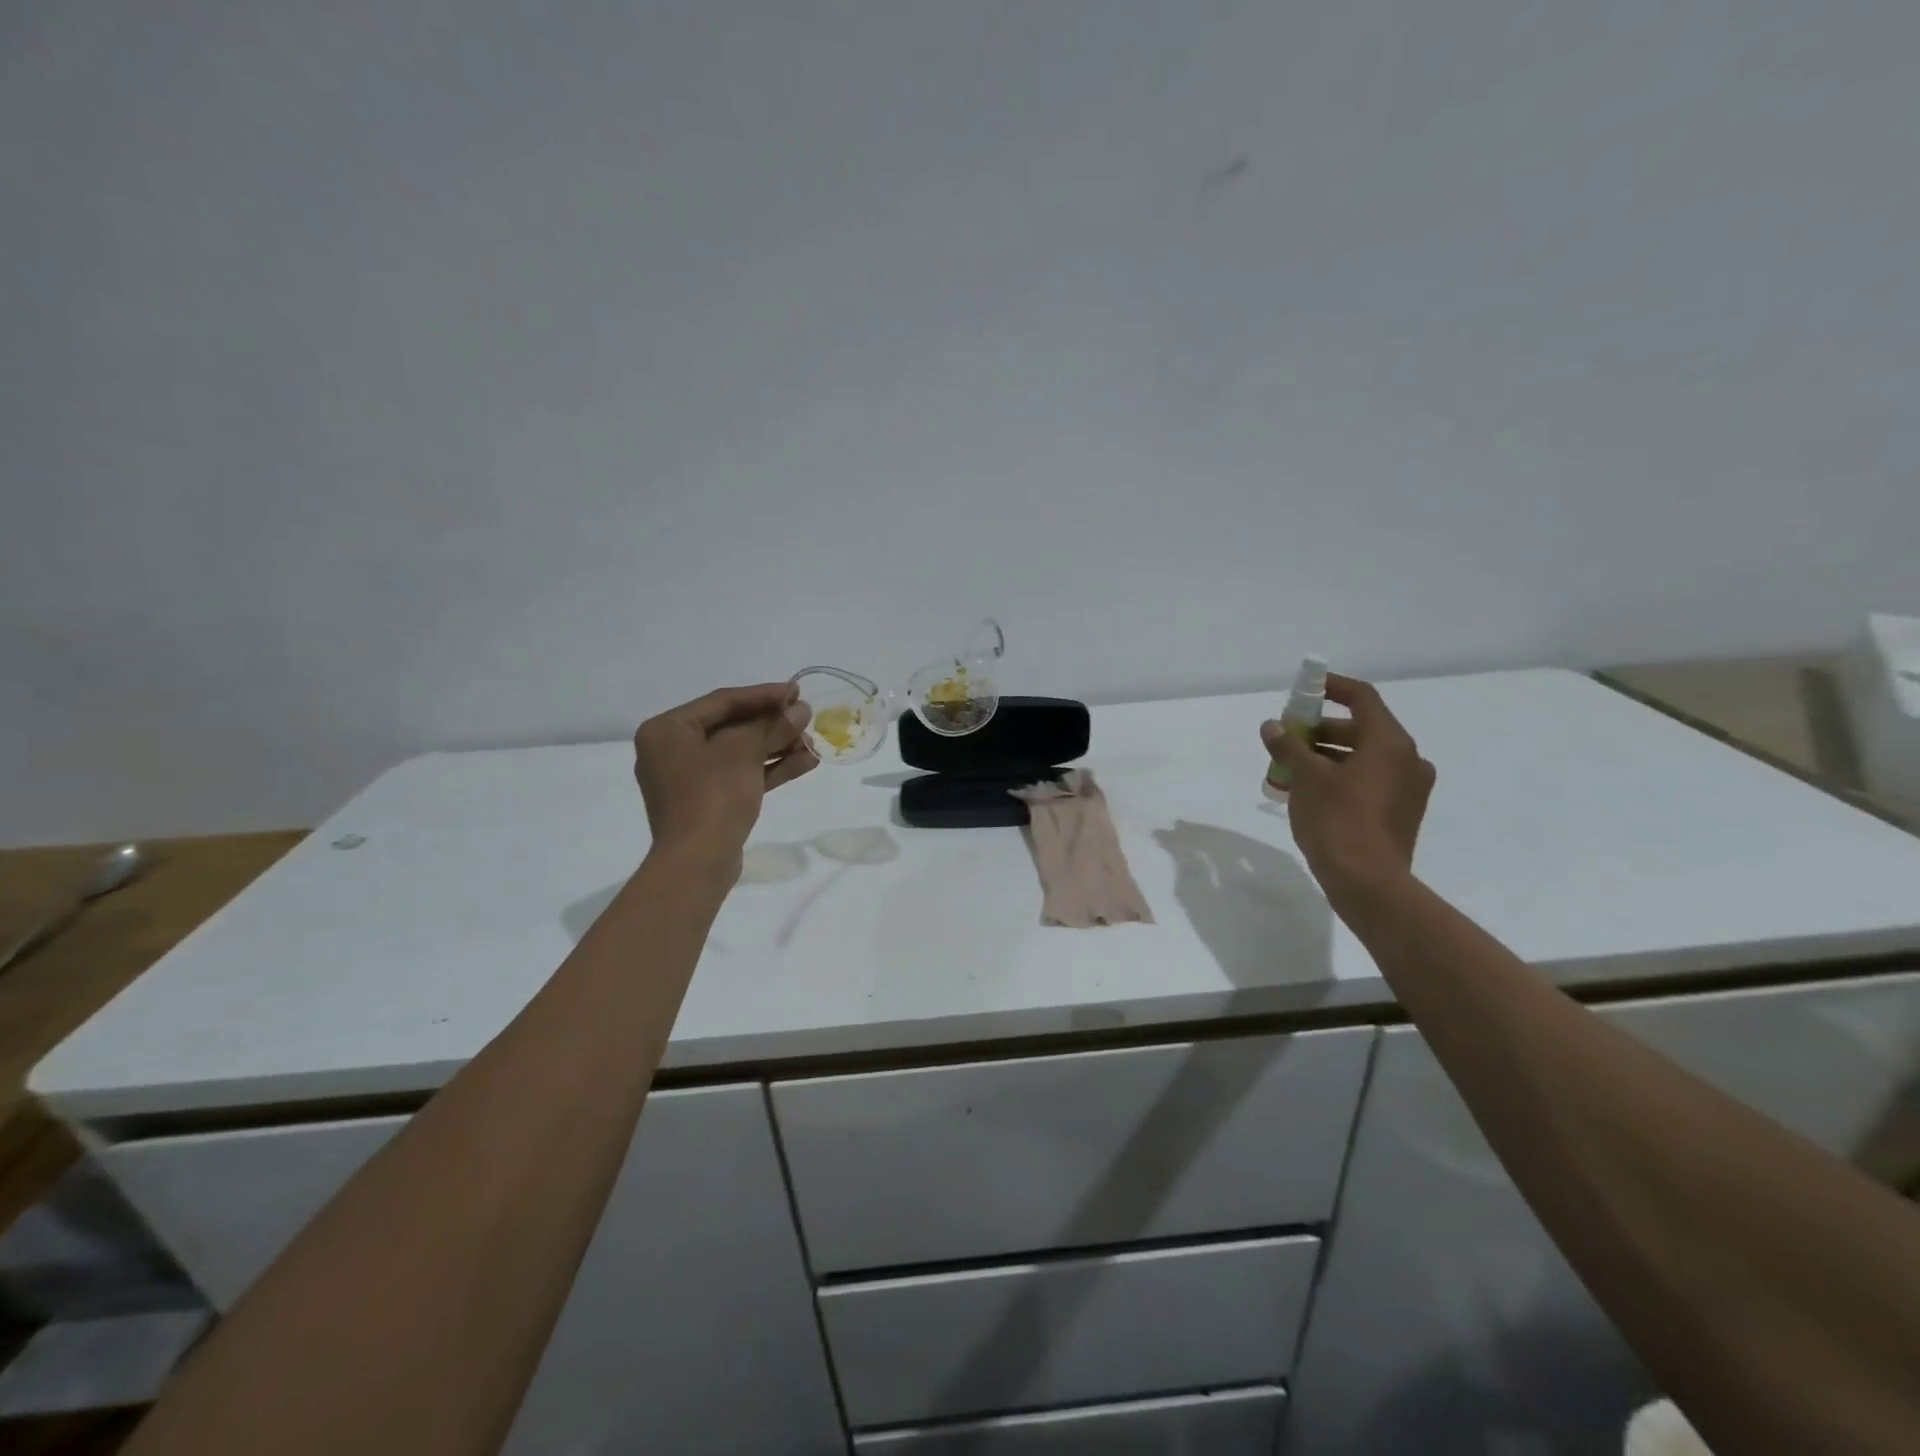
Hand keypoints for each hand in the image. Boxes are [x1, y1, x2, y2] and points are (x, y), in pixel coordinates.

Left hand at [633, 683, 815, 878]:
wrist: (696, 864)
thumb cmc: (712, 797)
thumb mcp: (743, 752)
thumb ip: (772, 726)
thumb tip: (800, 710)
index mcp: (667, 730)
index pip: (723, 701)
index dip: (763, 695)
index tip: (797, 691)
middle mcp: (673, 750)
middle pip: (732, 727)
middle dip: (773, 724)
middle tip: (807, 717)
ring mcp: (690, 779)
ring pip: (740, 753)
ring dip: (778, 747)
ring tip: (813, 742)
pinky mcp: (708, 802)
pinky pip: (741, 776)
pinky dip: (770, 769)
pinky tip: (806, 763)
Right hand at [1262, 674, 1435, 897]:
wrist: (1367, 882)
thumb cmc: (1337, 820)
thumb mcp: (1305, 778)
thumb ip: (1288, 746)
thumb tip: (1272, 727)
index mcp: (1389, 742)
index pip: (1362, 698)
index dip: (1332, 688)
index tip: (1305, 689)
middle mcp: (1407, 759)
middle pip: (1361, 729)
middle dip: (1320, 730)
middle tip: (1287, 738)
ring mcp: (1408, 789)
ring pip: (1364, 758)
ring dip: (1327, 756)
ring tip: (1289, 769)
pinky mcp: (1401, 813)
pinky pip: (1369, 781)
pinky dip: (1341, 778)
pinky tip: (1309, 793)